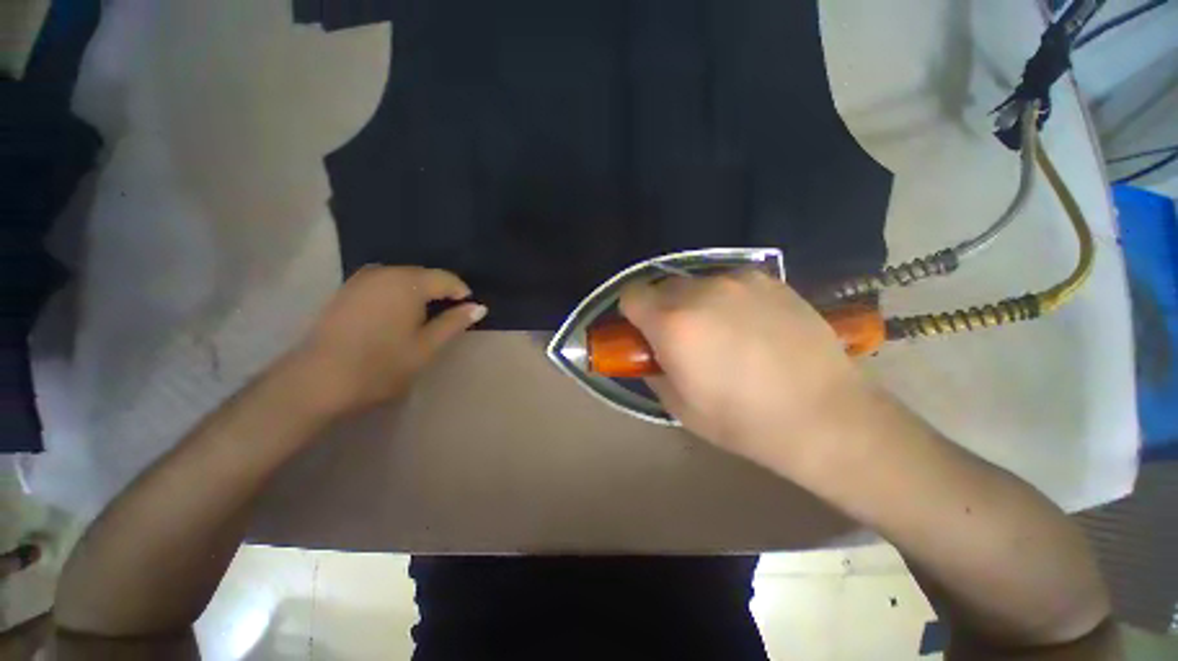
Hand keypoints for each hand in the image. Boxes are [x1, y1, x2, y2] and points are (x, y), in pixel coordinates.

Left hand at [293, 266, 485, 416]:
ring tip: (426, 317)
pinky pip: (384, 283)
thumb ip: (454, 323)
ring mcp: (362, 279)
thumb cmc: (382, 364)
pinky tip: (399, 315)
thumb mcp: (426, 346)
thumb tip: (479, 307)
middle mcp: (385, 272)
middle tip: (449, 317)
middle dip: (440, 292)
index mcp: (408, 283)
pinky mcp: (347, 289)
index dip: (462, 293)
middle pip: (424, 275)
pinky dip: (398, 294)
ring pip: (403, 278)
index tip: (468, 312)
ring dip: (419, 293)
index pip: (446, 278)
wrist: (318, 380)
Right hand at [620, 271, 869, 470]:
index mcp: (673, 323)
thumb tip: (650, 353)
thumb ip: (652, 371)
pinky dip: (728, 299)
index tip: (644, 332)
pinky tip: (752, 326)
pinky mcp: (770, 280)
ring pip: (696, 282)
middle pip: (662, 286)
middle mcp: (701, 291)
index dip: (632, 313)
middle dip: (663, 309)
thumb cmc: (742, 420)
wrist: (823, 415)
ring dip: (695, 303)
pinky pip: (731, 282)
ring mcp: (738, 281)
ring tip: (722, 332)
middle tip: (684, 337)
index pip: (630, 294)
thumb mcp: (679, 406)